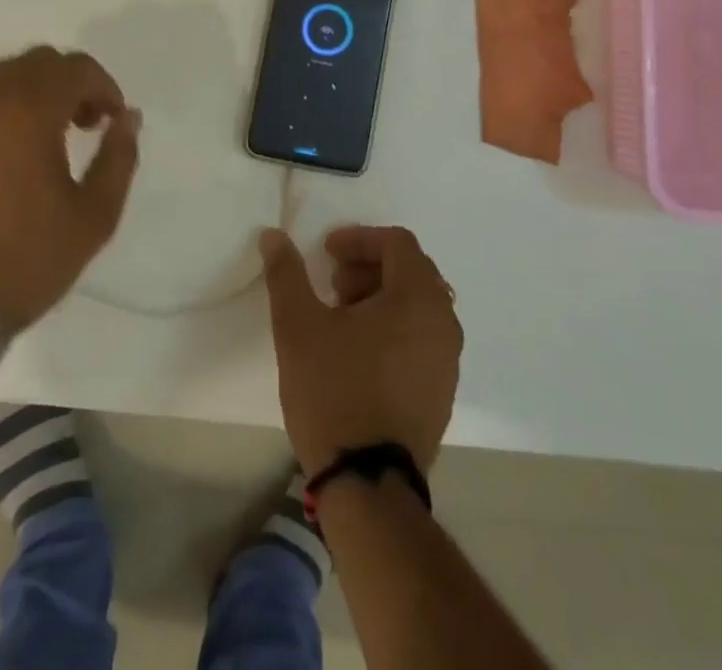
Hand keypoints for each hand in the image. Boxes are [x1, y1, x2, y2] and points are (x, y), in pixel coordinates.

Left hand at [0, 46, 140, 327]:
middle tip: (89, 122)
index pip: (76, 69)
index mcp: (29, 111)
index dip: (105, 87)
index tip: (114, 120)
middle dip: (73, 83)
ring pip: (9, 73)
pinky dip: (9, 102)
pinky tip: (18, 143)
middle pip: (41, 61)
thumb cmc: (27, 256)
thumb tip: (129, 117)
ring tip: (55, 132)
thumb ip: (119, 157)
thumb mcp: (94, 215)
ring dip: (40, 89)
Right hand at [260, 225, 463, 475]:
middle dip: (369, 267)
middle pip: (411, 271)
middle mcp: (444, 323)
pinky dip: (394, 328)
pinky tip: (359, 353)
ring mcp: (448, 362)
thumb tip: (273, 235)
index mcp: (418, 298)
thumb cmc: (334, 391)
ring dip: (380, 298)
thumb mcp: (298, 325)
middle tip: (333, 286)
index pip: (397, 243)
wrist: (367, 485)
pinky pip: (422, 338)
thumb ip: (287, 273)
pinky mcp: (442, 393)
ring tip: (341, 319)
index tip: (326, 253)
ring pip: (418, 306)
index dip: (359, 238)